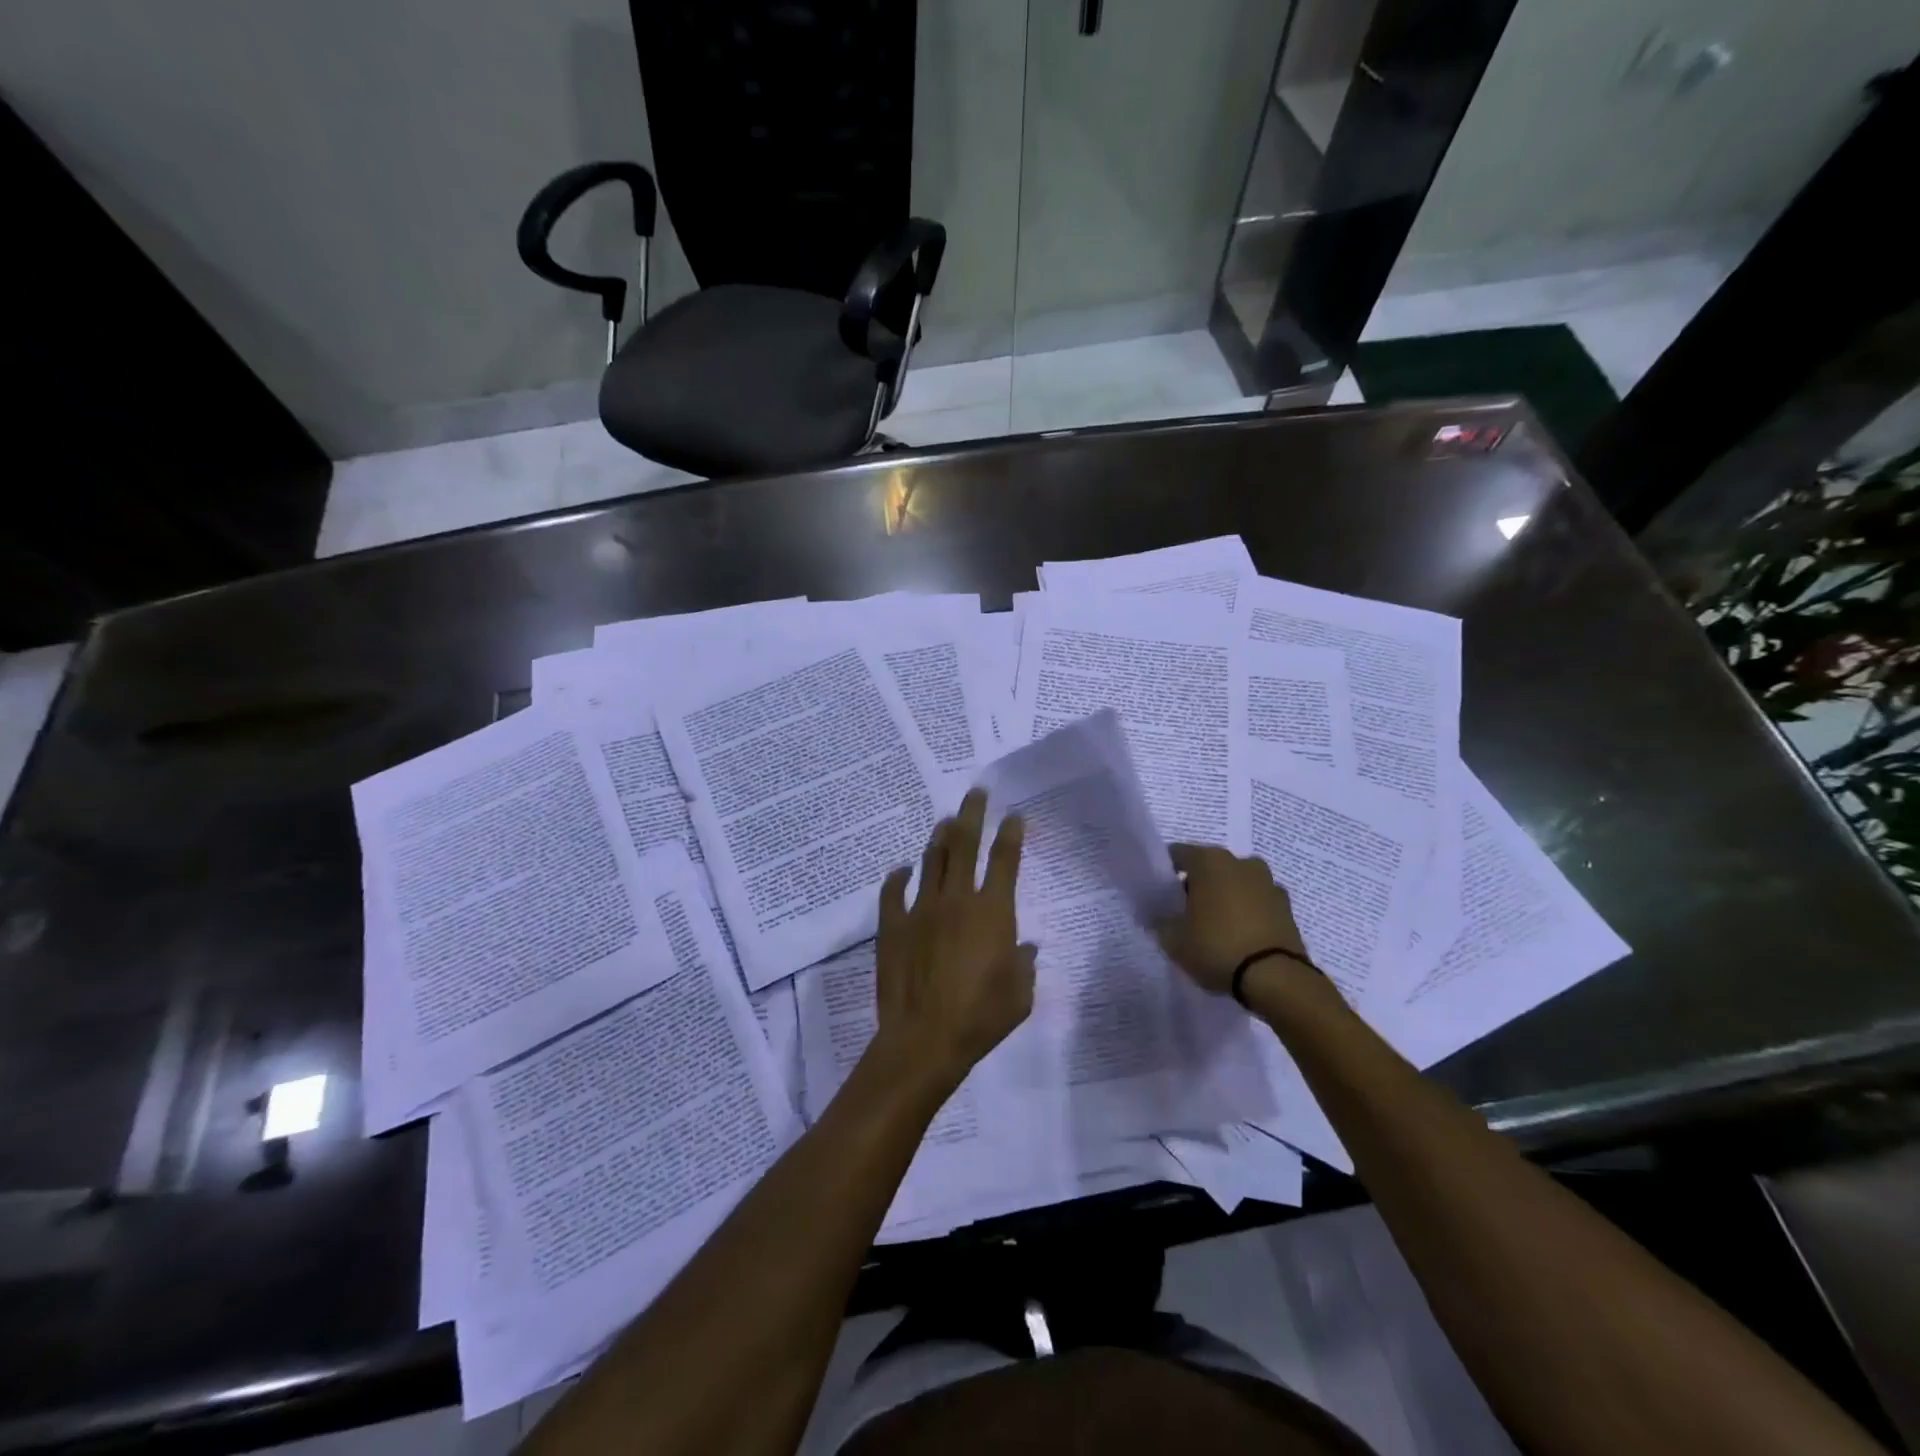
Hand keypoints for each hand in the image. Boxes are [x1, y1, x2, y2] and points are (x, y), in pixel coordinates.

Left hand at [868, 789, 1035, 1096]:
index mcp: (992, 912)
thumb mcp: (1019, 996)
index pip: (1004, 860)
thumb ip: (1024, 966)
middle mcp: (957, 900)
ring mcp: (921, 909)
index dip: (1010, 834)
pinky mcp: (893, 926)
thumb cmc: (980, 1019)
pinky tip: (901, 869)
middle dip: (972, 814)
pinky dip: (898, 877)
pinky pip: (893, 892)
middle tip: (976, 793)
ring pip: (932, 861)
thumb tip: (1025, 948)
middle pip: (965, 845)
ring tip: (945, 822)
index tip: (1013, 815)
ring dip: (940, 838)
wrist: (923, 1039)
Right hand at [1156, 843, 1310, 995]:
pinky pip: (1257, 903)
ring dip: (1226, 897)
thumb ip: (1162, 921)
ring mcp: (1268, 883)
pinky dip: (1247, 913)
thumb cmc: (1216, 947)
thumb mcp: (1174, 939)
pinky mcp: (1287, 907)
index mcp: (1209, 861)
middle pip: (1210, 867)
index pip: (1178, 854)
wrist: (1275, 978)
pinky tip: (1239, 936)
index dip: (1166, 872)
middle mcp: (1240, 863)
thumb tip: (1160, 916)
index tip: (1160, 894)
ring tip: (1215, 926)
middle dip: (1198, 885)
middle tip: (1186, 912)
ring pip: (1236, 883)